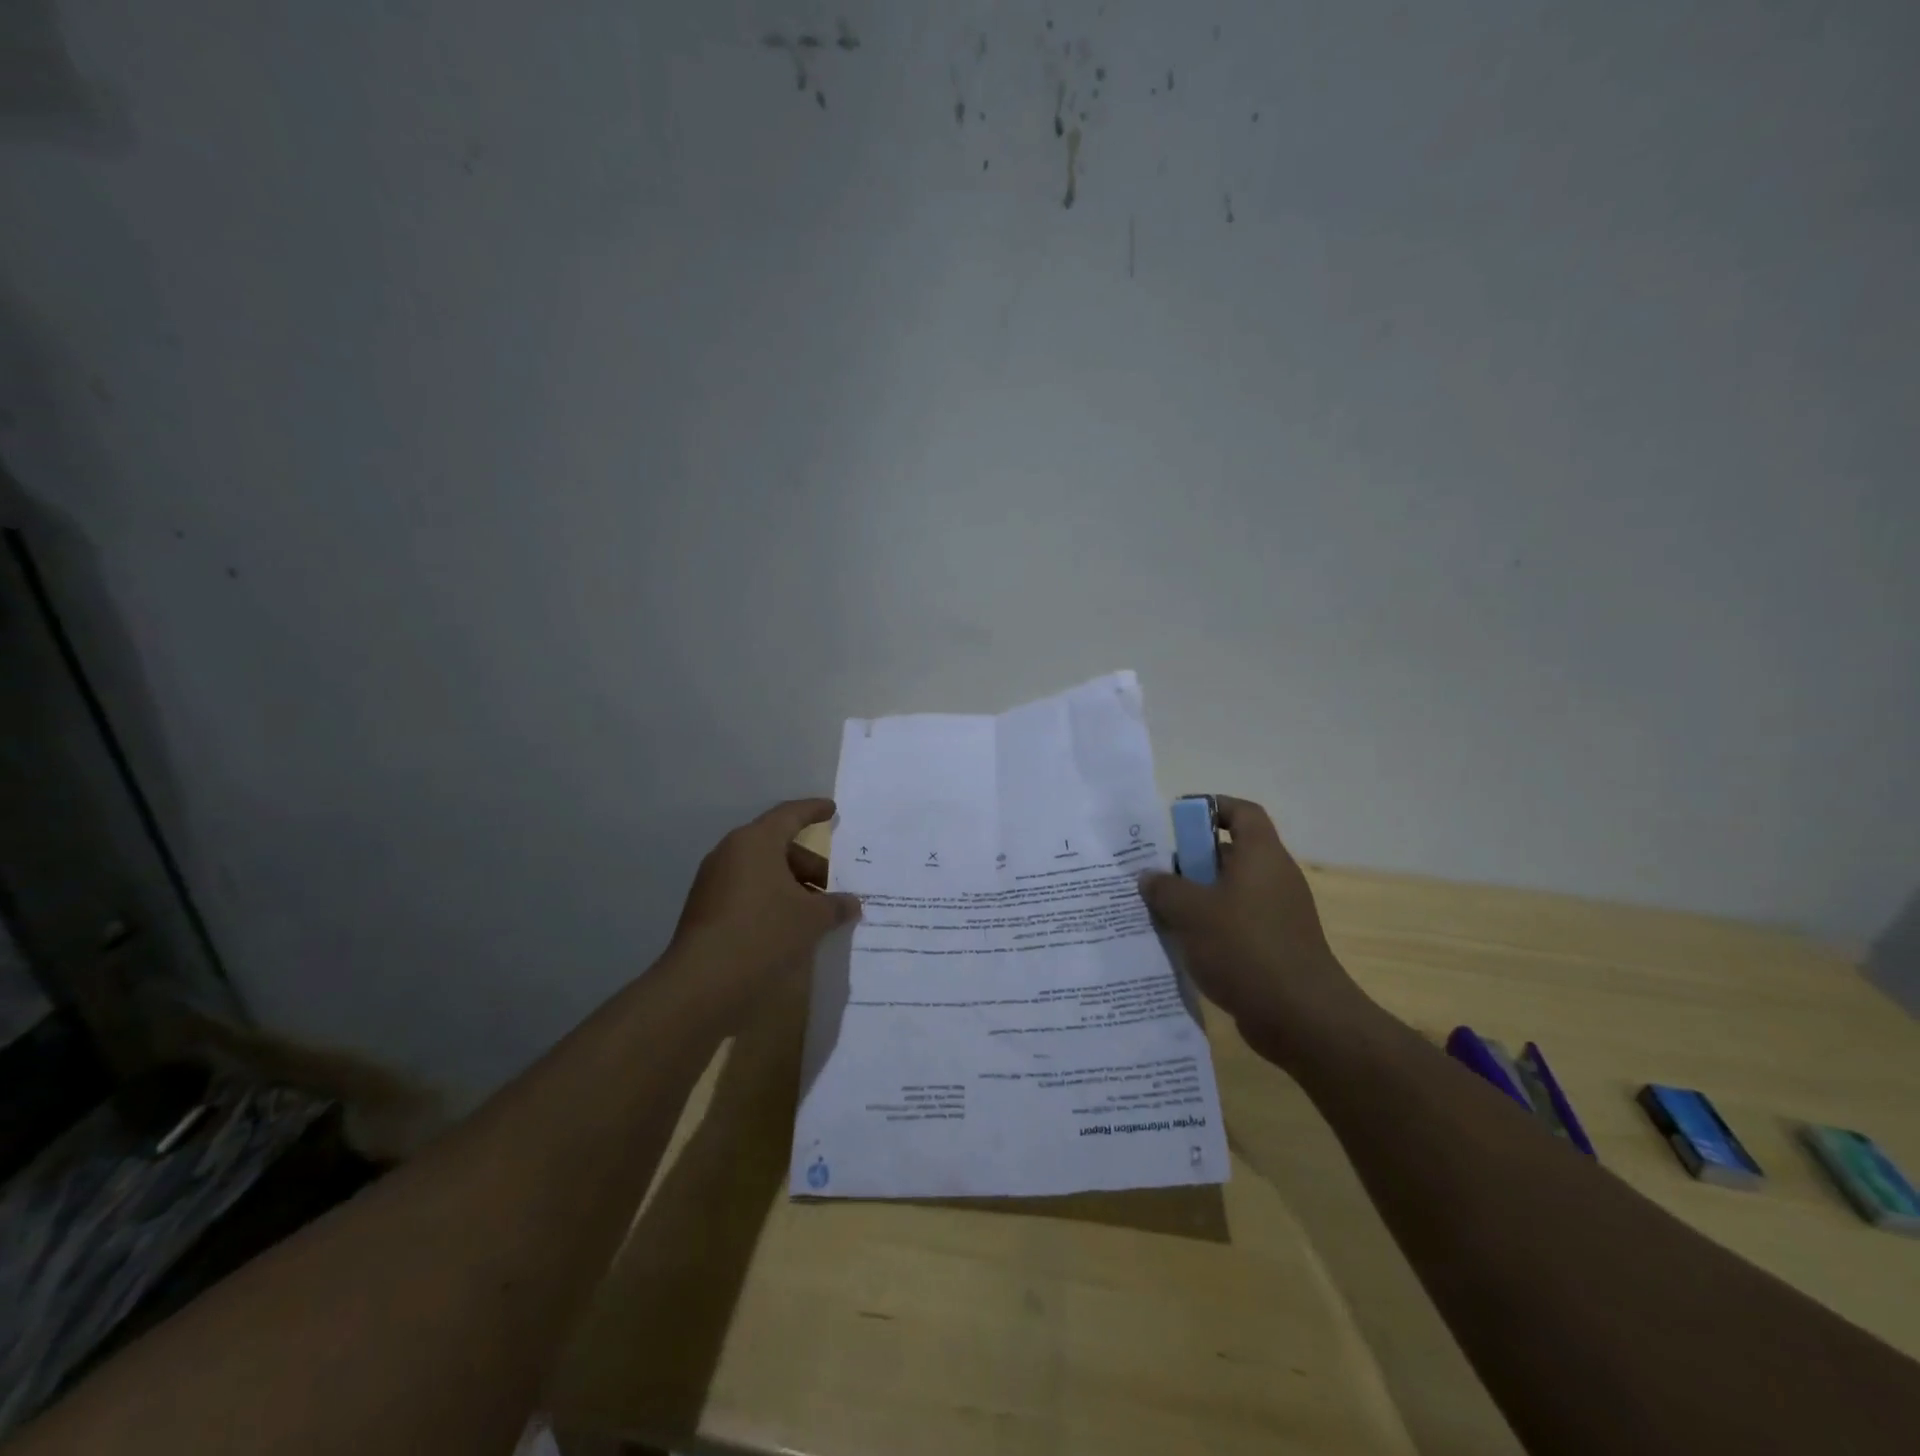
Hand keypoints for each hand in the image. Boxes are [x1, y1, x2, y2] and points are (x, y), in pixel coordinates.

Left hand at [669, 798, 861, 1009]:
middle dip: (808, 863)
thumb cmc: (763, 932)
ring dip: (790, 884)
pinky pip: (747, 891)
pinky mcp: (705, 909)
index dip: (813, 811)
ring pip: (761, 871)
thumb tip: (852, 903)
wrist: (702, 982)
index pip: (789, 815)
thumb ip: (835, 906)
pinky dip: (770, 899)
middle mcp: (731, 853)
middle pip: (776, 846)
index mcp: (756, 842)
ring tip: (814, 910)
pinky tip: (788, 925)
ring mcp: (714, 881)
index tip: (831, 810)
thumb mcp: (811, 918)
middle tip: (832, 884)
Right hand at [1137, 796, 1372, 1064]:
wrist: (1301, 1016)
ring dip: (1197, 899)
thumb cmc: (1245, 947)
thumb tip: (1150, 877)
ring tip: (1160, 912)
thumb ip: (1164, 888)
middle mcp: (1274, 878)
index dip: (1211, 807)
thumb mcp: (1191, 912)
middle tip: (1157, 875)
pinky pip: (1237, 924)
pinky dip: (1211, 928)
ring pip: (1230, 892)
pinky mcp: (1276, 946)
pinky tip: (1183, 946)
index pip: (1241, 812)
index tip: (1177, 820)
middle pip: (1230, 853)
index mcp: (1261, 856)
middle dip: (1191, 861)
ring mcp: (1278, 915)